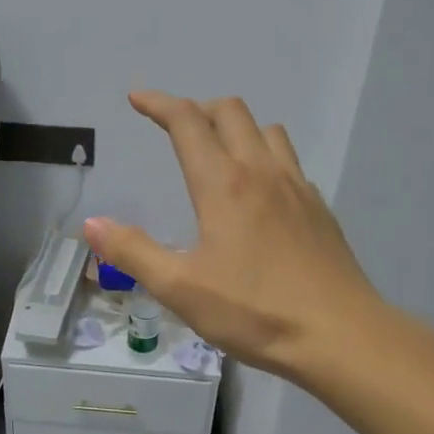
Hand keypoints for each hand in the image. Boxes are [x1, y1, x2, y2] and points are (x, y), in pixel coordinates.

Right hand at [83, 91, 386, 380]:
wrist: (340, 335)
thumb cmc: (255, 312)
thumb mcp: (181, 289)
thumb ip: (133, 253)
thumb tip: (93, 224)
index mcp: (223, 185)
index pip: (187, 123)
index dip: (159, 104)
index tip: (137, 98)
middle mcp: (262, 173)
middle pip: (231, 112)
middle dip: (198, 109)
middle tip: (175, 128)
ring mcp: (297, 188)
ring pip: (267, 131)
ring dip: (237, 128)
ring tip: (219, 153)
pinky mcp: (319, 209)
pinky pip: (289, 162)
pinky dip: (266, 157)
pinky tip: (260, 194)